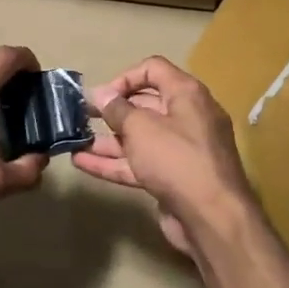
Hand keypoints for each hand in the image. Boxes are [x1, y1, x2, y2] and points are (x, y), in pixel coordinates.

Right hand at [72, 56, 259, 257]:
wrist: (212, 218)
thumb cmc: (176, 159)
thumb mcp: (141, 128)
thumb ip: (117, 109)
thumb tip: (101, 94)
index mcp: (186, 94)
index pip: (153, 69)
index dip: (124, 77)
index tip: (102, 96)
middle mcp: (187, 117)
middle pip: (145, 104)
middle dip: (112, 110)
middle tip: (82, 116)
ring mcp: (180, 150)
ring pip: (139, 138)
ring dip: (108, 139)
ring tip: (76, 141)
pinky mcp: (173, 177)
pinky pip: (140, 163)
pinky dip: (114, 162)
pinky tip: (83, 163)